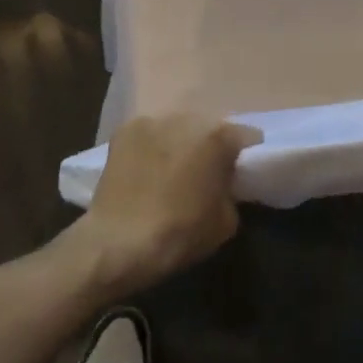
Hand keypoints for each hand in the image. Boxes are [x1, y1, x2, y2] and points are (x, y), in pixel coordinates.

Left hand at [70, 113, 259, 296]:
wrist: (117, 244)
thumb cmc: (179, 234)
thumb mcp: (225, 222)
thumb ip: (230, 191)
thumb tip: (223, 183)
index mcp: (218, 138)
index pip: (245, 135)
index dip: (246, 153)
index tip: (242, 168)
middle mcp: (187, 119)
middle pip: (207, 127)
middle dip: (208, 145)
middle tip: (204, 169)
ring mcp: (153, 122)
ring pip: (176, 128)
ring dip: (179, 142)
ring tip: (171, 167)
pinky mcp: (124, 131)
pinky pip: (148, 135)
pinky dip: (151, 146)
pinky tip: (145, 167)